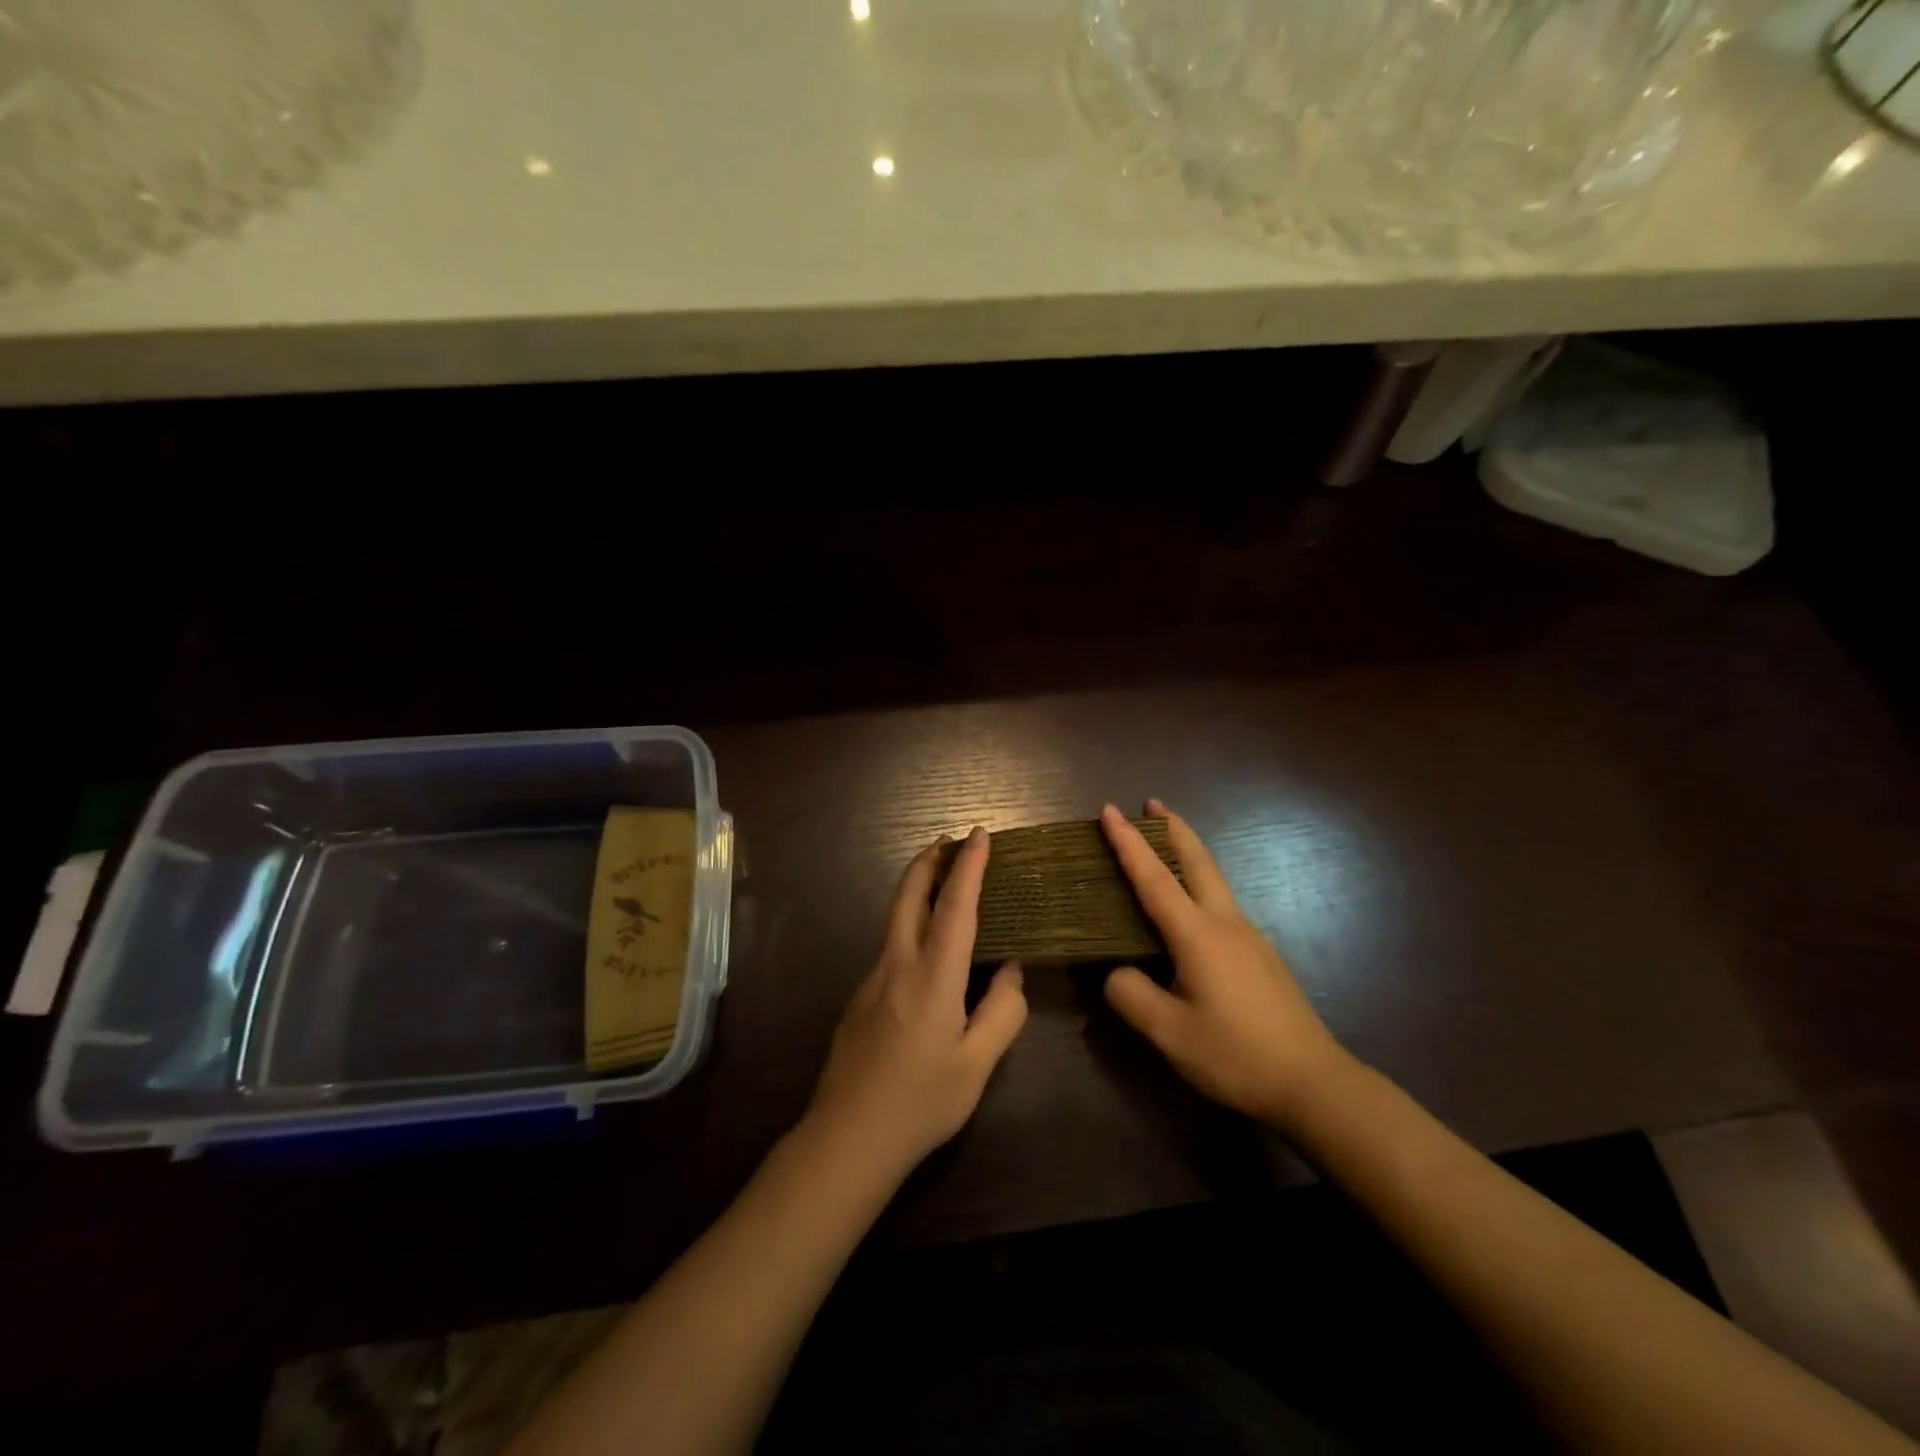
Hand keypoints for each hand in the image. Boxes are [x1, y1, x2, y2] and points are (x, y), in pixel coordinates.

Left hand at [806, 826, 1028, 1182]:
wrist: (847, 1138)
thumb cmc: (920, 1102)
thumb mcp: (977, 1065)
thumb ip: (1002, 1012)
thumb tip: (1011, 970)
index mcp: (932, 977)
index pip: (954, 906)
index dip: (969, 866)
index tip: (979, 834)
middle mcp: (897, 965)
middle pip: (908, 896)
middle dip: (929, 861)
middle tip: (949, 840)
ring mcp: (872, 980)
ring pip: (895, 919)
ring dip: (917, 890)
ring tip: (942, 883)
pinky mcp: (860, 998)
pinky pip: (891, 947)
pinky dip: (911, 925)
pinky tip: (926, 952)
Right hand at [1101, 801, 1357, 1134]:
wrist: (1314, 1083)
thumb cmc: (1236, 1055)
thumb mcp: (1169, 1034)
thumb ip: (1131, 995)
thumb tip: (1115, 971)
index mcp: (1198, 935)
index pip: (1153, 878)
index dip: (1128, 843)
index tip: (1109, 810)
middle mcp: (1225, 923)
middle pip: (1197, 861)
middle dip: (1172, 828)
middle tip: (1152, 803)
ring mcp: (1249, 937)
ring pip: (1213, 879)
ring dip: (1188, 852)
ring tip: (1166, 843)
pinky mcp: (1261, 955)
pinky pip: (1221, 903)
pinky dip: (1199, 883)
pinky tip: (1191, 908)